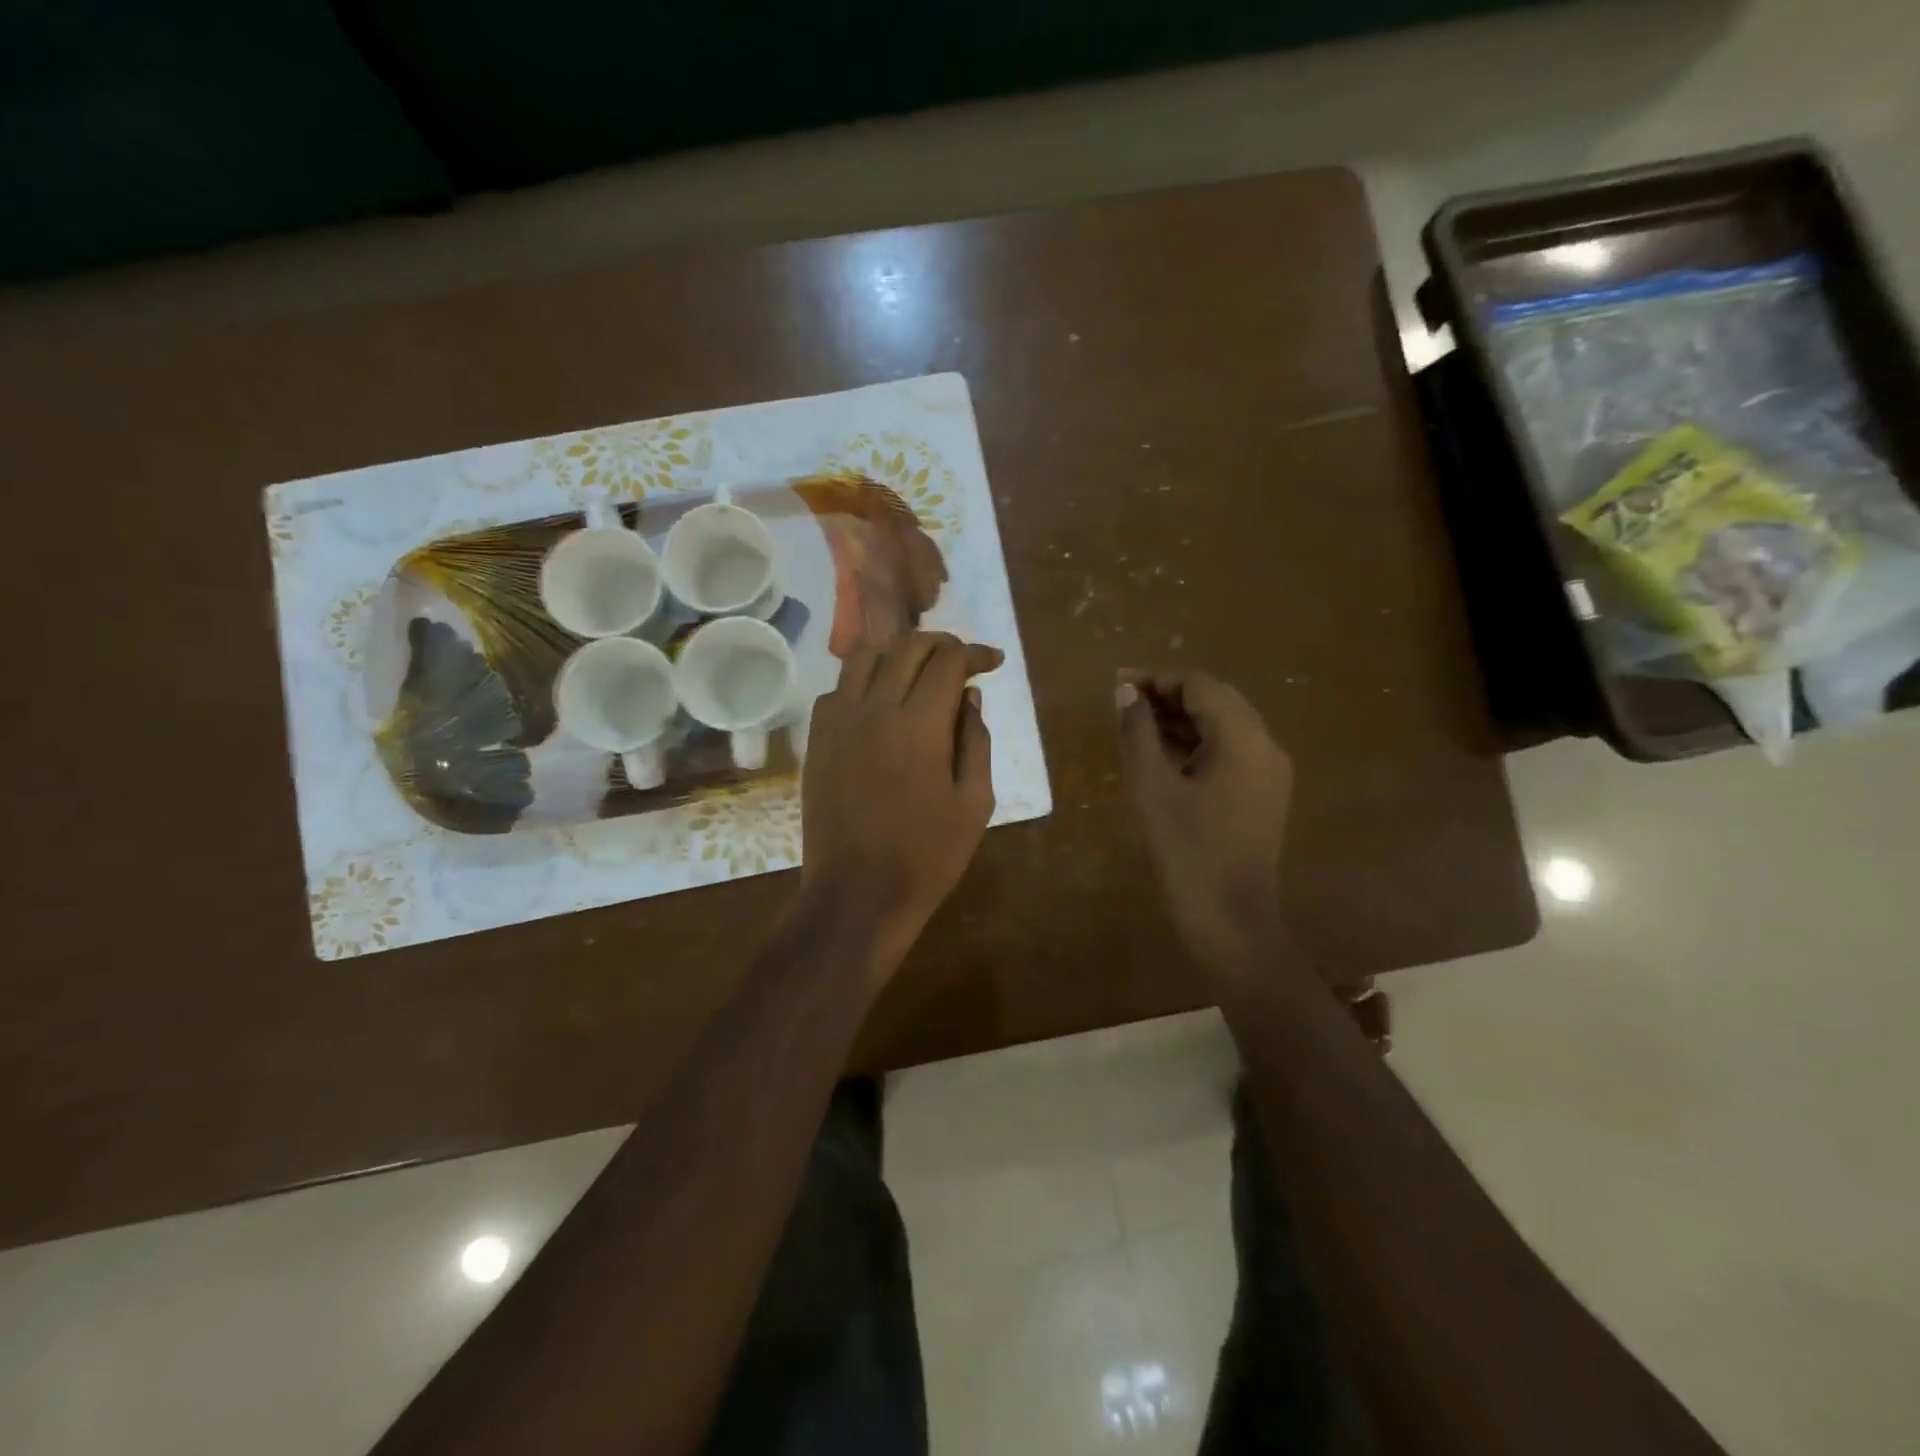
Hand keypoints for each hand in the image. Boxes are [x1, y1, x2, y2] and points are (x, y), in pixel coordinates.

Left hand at [800, 632, 1001, 975]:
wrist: (857, 893)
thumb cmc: (927, 856)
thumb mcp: (974, 803)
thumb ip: (976, 741)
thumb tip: (970, 696)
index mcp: (920, 725)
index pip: (948, 661)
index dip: (975, 653)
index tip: (993, 661)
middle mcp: (874, 709)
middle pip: (907, 647)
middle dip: (941, 644)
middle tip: (961, 660)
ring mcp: (838, 722)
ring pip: (864, 656)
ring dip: (897, 654)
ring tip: (918, 673)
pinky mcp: (817, 739)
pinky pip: (837, 689)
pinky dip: (862, 682)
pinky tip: (879, 705)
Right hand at [1116, 670, 1292, 979]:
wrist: (1231, 921)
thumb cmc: (1187, 852)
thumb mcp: (1152, 788)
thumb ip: (1138, 733)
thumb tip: (1126, 692)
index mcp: (1244, 739)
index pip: (1200, 686)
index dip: (1158, 679)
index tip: (1118, 685)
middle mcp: (1266, 747)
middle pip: (1216, 700)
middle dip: (1169, 696)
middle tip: (1124, 702)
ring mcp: (1269, 773)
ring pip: (1224, 726)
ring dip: (1182, 719)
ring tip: (1136, 726)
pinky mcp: (1263, 795)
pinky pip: (1230, 752)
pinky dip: (1197, 744)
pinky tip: (1163, 755)